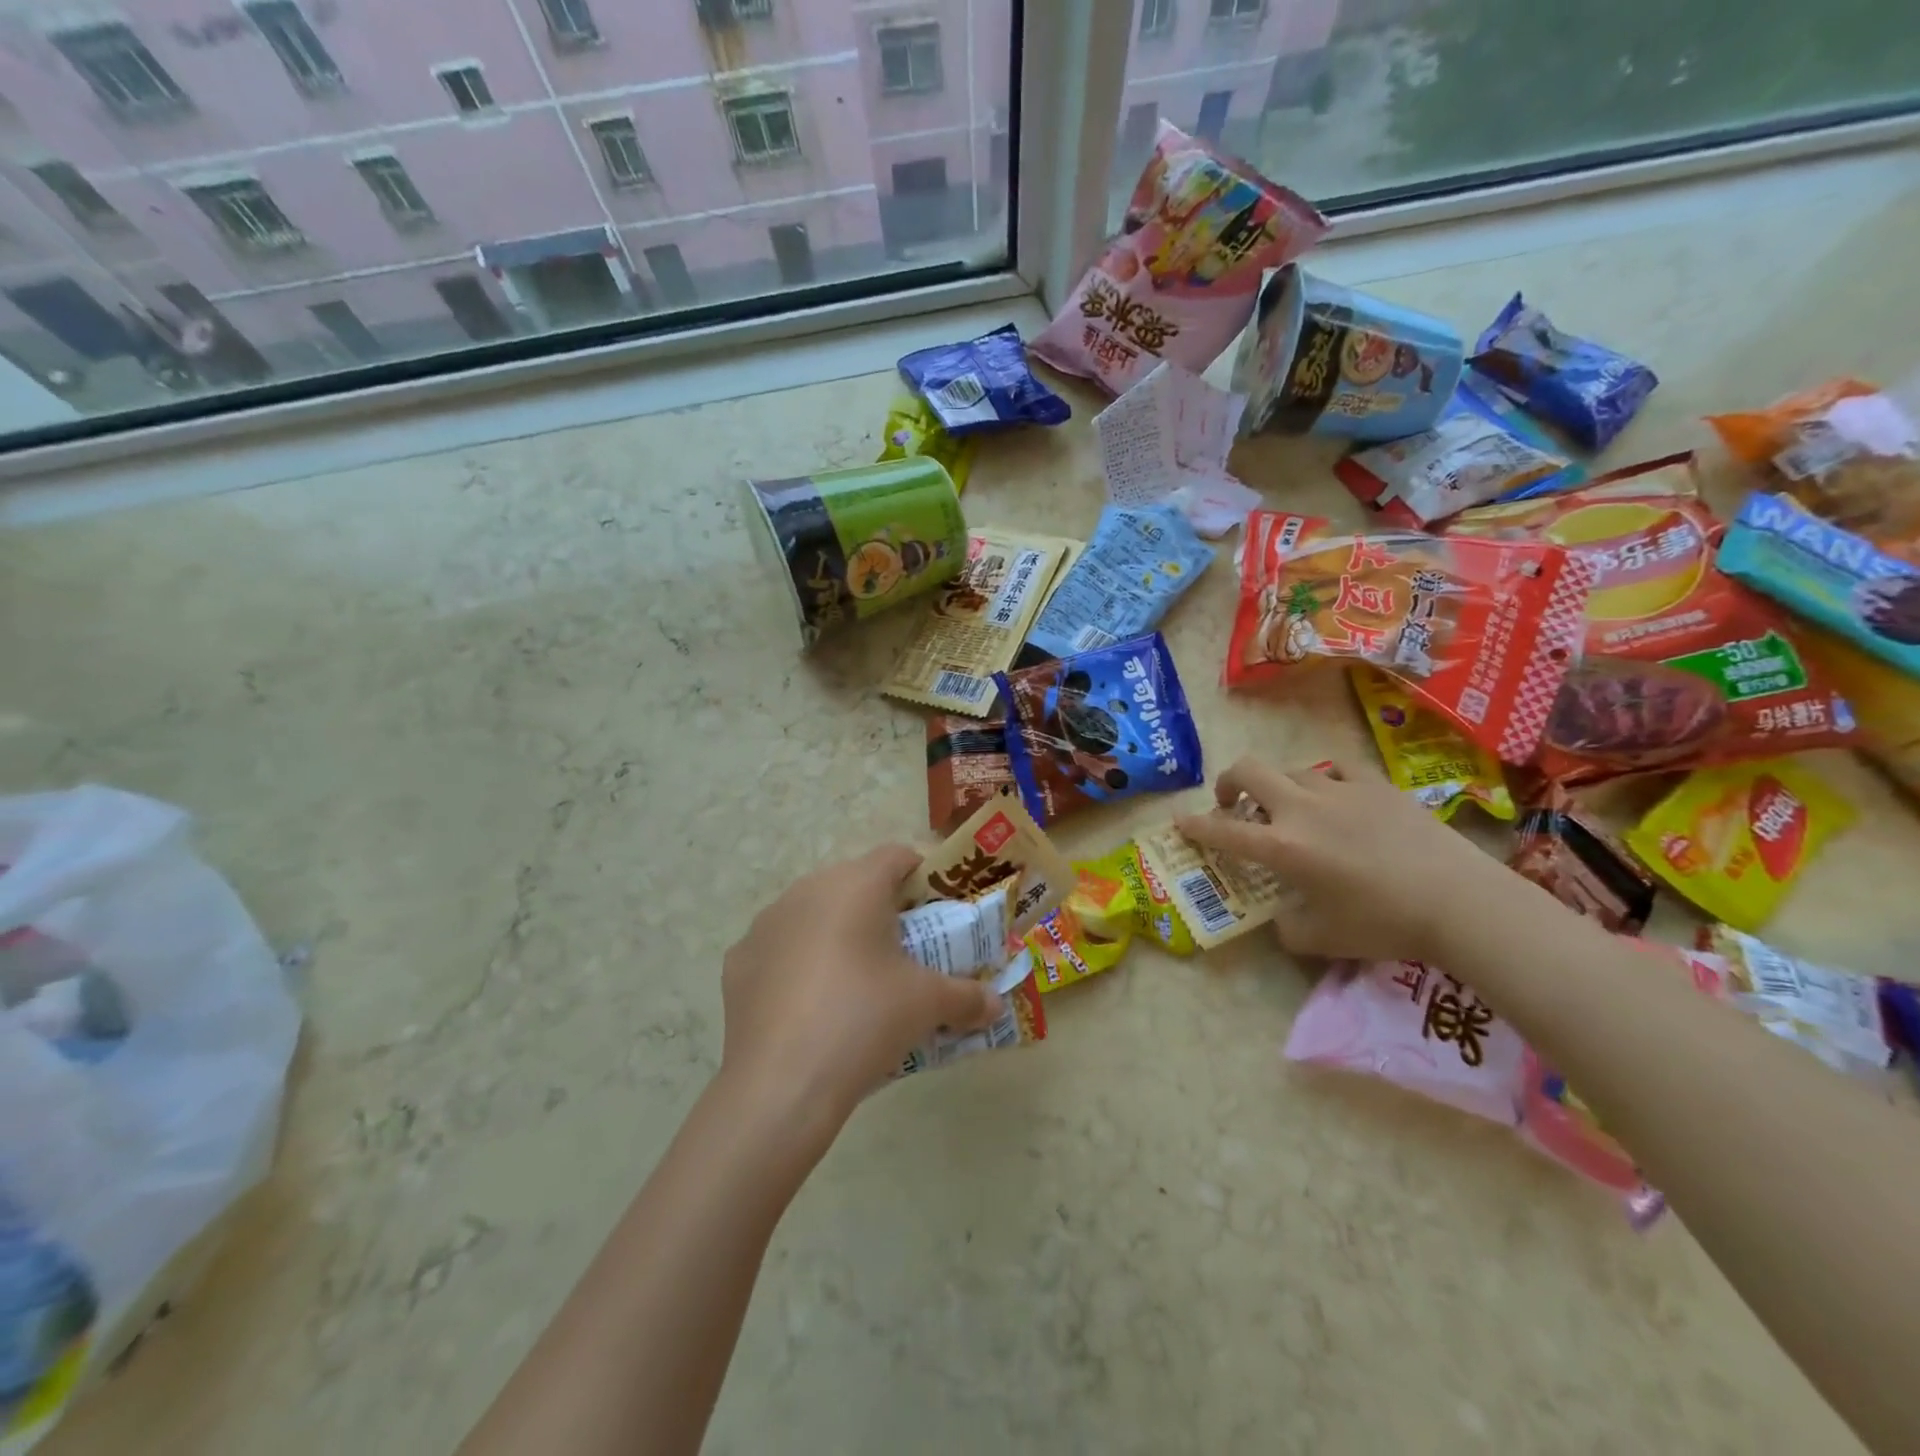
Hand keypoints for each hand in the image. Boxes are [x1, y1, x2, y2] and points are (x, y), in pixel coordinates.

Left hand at [719, 844, 1005, 1138]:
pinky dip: (799, 964)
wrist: (782, 1083)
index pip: (897, 856)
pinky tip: (811, 1006)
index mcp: (855, 884)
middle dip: (881, 909)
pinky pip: (780, 949)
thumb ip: (968, 997)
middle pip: (854, 883)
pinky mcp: (738, 961)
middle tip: (903, 951)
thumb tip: (996, 1005)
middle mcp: (807, 889)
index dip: (922, 876)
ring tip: (857, 981)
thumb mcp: (928, 1005)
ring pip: (813, 913)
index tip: (937, 911)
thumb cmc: (865, 1018)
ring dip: (837, 933)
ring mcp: (765, 924)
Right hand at [1173, 756, 1510, 962]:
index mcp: (1282, 847)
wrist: (1459, 902)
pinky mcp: (1376, 784)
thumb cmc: (1384, 925)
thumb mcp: (1322, 940)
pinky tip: (1335, 796)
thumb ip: (1286, 928)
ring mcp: (1340, 790)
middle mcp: (1301, 809)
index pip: (1223, 831)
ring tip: (1289, 807)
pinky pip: (1337, 768)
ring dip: (1277, 786)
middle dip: (1227, 782)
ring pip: (1290, 769)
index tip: (1179, 821)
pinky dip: (1325, 779)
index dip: (1194, 825)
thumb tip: (1280, 918)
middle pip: (1247, 771)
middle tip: (1230, 803)